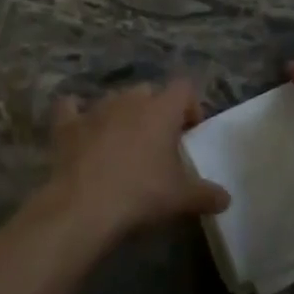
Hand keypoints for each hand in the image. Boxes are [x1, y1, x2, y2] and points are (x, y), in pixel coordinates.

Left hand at [43, 79, 230, 249]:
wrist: (84, 206)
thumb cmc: (141, 194)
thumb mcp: (181, 198)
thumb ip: (206, 194)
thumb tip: (226, 198)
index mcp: (161, 109)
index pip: (184, 87)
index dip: (189, 105)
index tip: (190, 132)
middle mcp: (129, 99)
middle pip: (148, 91)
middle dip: (155, 110)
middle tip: (157, 142)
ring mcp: (96, 108)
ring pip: (114, 99)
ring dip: (121, 114)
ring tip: (123, 143)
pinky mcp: (67, 124)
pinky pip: (70, 108)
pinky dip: (75, 114)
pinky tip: (77, 126)